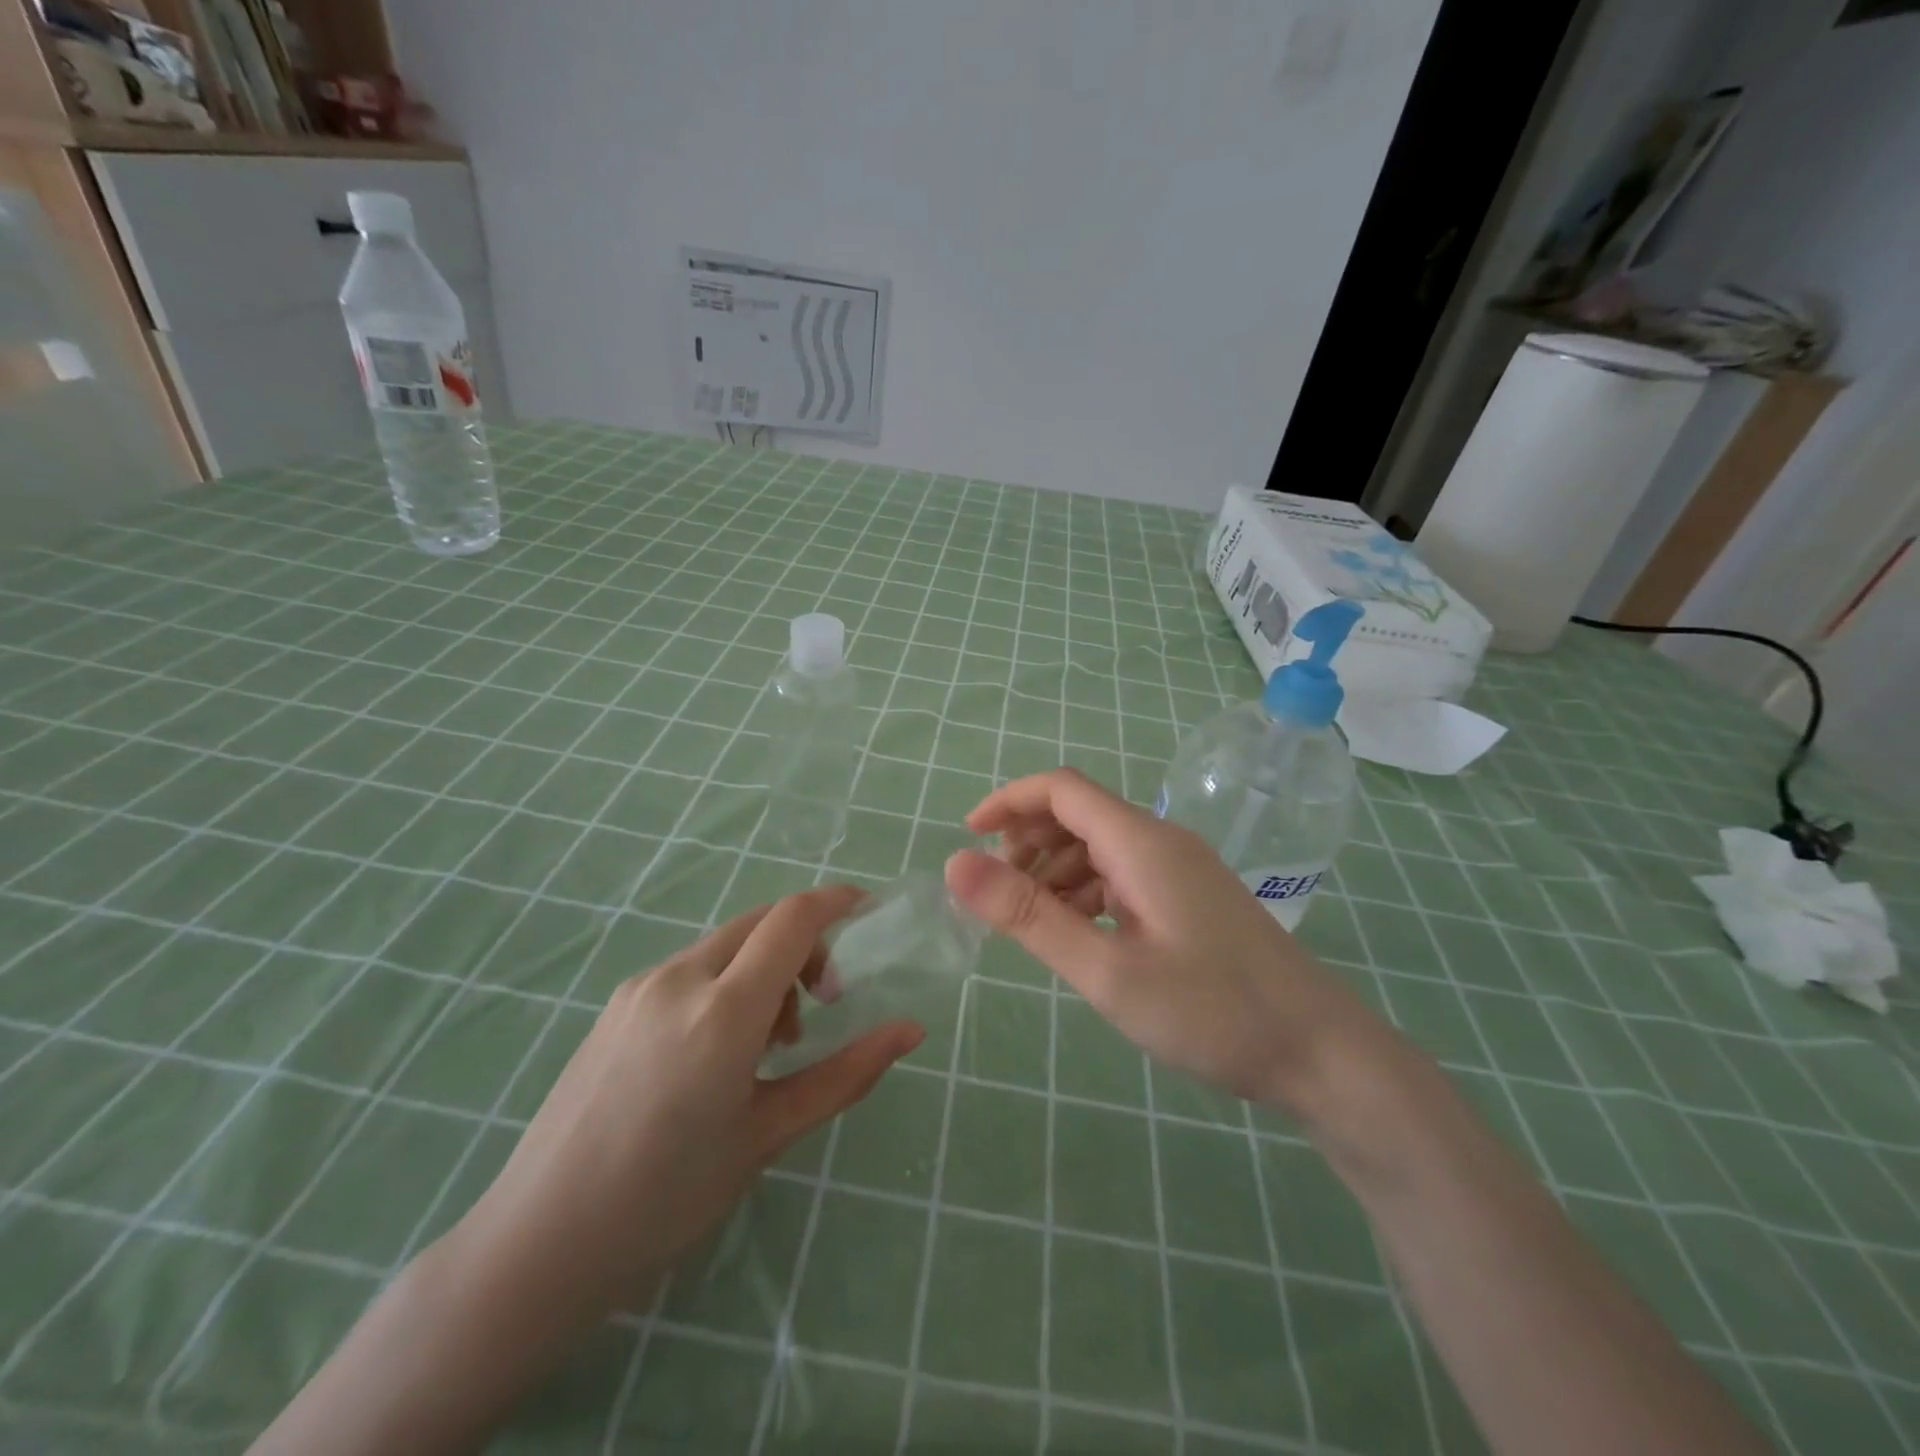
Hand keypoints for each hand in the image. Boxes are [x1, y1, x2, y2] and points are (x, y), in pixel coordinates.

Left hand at [446, 885, 922, 1318]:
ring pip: (727, 945)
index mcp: (724, 1010)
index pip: (792, 919)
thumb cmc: (669, 1197)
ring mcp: (642, 986)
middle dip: (805, 945)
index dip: (836, 901)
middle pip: (762, 922)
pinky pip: (692, 968)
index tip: (866, 911)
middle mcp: (681, 977)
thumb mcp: (770, 1133)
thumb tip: (911, 1032)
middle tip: (821, 1005)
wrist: (539, 1242)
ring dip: (765, 969)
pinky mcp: (617, 1003)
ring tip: (768, 1045)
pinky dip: (727, 983)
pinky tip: (716, 1051)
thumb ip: (846, 1073)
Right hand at [945, 769, 1381, 1112]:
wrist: (1320, 1053)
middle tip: (997, 895)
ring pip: (1098, 847)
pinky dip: (1086, 892)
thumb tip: (957, 865)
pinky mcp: (1189, 898)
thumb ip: (1029, 916)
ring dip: (1054, 871)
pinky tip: (1077, 934)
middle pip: (1078, 814)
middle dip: (1028, 842)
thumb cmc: (1211, 1011)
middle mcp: (1160, 842)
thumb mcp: (1106, 969)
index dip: (1008, 802)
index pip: (1061, 789)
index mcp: (1141, 842)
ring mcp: (1179, 870)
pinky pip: (1122, 876)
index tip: (967, 837)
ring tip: (1030, 922)